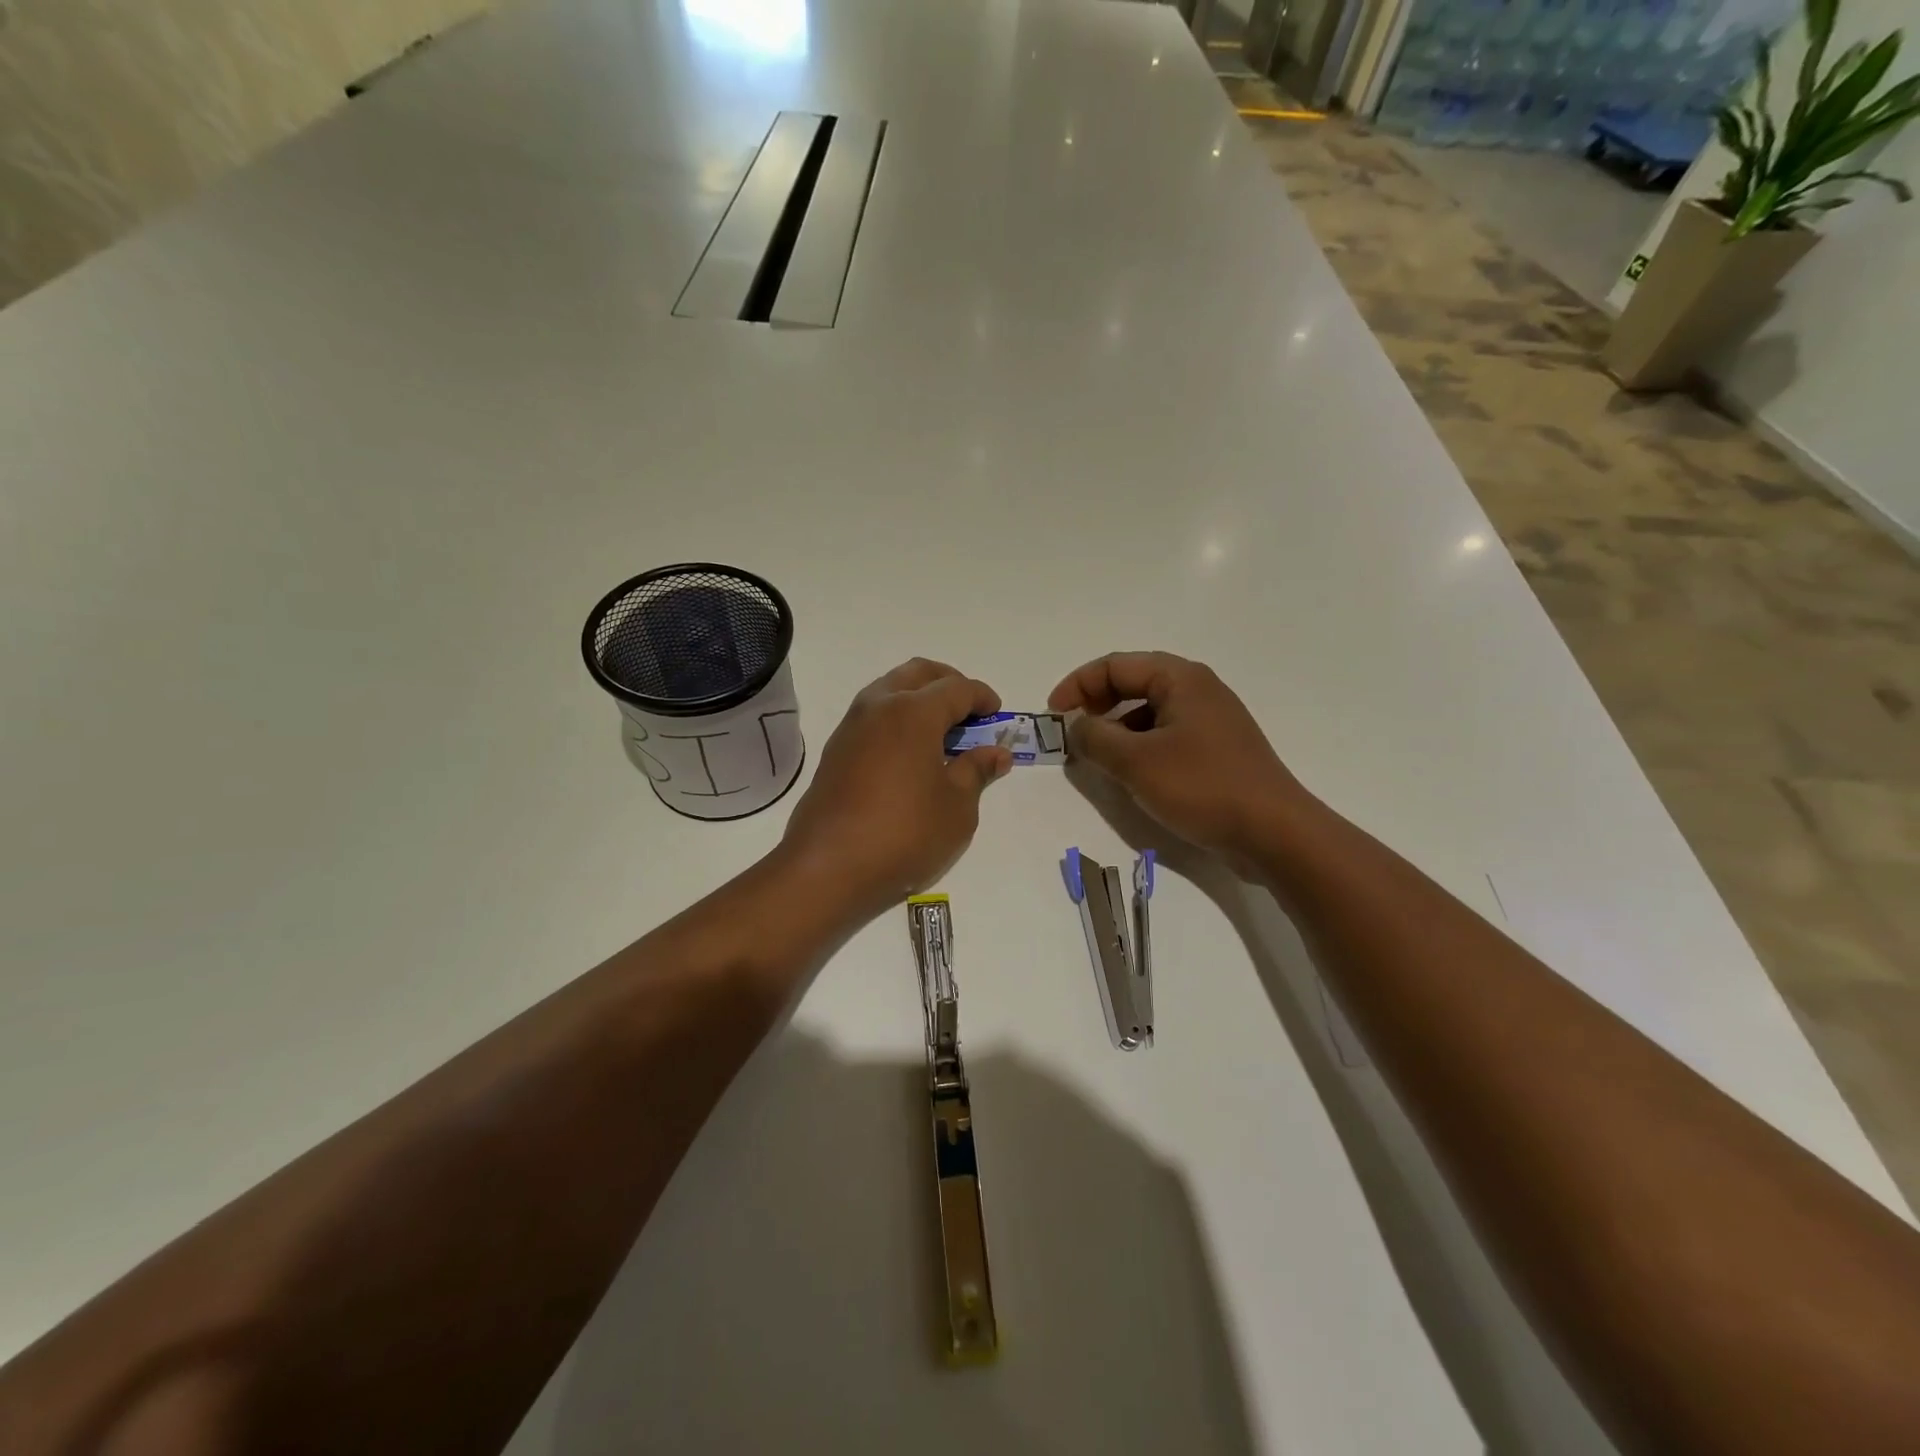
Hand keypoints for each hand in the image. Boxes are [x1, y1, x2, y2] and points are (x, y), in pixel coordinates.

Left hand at [781, 659, 1012, 916]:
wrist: (828, 867)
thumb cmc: (905, 834)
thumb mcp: (957, 807)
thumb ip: (977, 771)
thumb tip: (996, 753)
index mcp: (913, 712)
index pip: (957, 688)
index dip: (983, 697)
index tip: (998, 714)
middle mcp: (878, 706)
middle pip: (919, 673)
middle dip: (949, 683)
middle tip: (970, 712)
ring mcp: (851, 726)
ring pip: (890, 690)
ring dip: (919, 698)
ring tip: (942, 733)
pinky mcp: (836, 750)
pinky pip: (873, 716)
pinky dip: (897, 719)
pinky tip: (911, 753)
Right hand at [1049, 651, 1315, 866]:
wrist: (1274, 833)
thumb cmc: (1202, 787)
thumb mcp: (1136, 762)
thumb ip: (1095, 738)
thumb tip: (1075, 725)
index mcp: (1180, 679)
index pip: (1116, 665)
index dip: (1078, 685)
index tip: (1053, 716)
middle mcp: (1198, 690)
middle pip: (1133, 683)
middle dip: (1096, 704)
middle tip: (1071, 733)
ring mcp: (1210, 721)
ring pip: (1149, 712)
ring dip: (1116, 728)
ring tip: (1096, 758)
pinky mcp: (1216, 751)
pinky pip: (1166, 736)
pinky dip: (1139, 747)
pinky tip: (1130, 776)